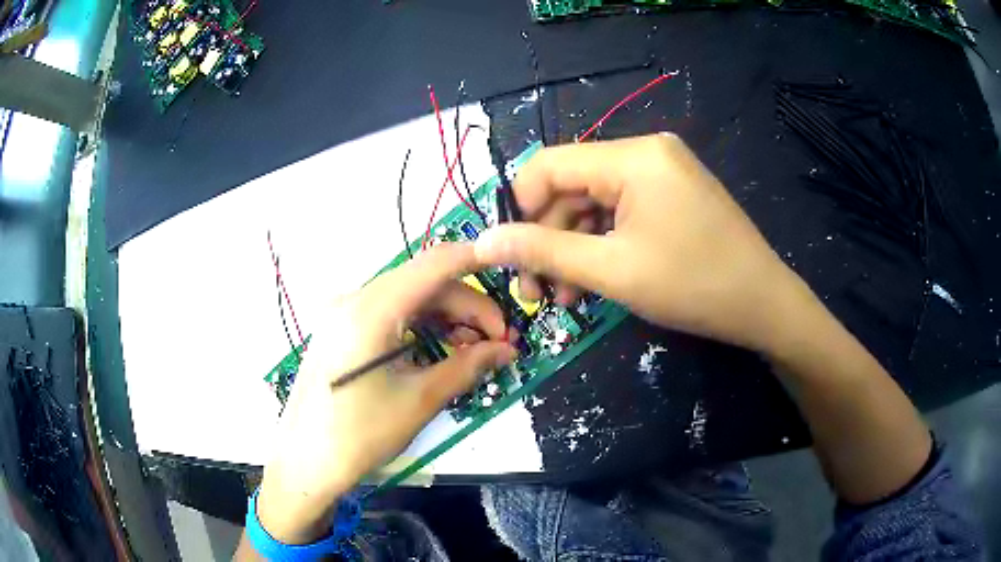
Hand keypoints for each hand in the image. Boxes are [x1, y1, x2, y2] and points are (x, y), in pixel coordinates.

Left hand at [256, 244, 515, 543]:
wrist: (305, 461)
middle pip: (425, 283)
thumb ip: (467, 366)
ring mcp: (344, 313)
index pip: (436, 263)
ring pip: (409, 298)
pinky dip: (421, 326)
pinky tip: (440, 350)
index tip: (514, 276)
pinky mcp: (341, 330)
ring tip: (474, 350)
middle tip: (499, 343)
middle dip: (469, 307)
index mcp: (372, 308)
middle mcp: (355, 299)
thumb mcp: (419, 400)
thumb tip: (507, 350)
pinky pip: (390, 315)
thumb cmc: (360, 434)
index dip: (479, 260)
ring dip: (447, 318)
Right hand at [475, 133, 812, 353]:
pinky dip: (601, 243)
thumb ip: (543, 251)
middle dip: (546, 237)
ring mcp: (662, 171)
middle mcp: (645, 151)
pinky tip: (591, 280)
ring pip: (593, 202)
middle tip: (535, 292)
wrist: (764, 305)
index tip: (508, 257)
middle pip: (571, 186)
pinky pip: (621, 210)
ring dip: (572, 247)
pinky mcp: (671, 192)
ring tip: (562, 298)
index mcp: (632, 157)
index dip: (518, 209)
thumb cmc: (694, 286)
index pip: (548, 165)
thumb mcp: (613, 271)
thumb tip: (482, 242)